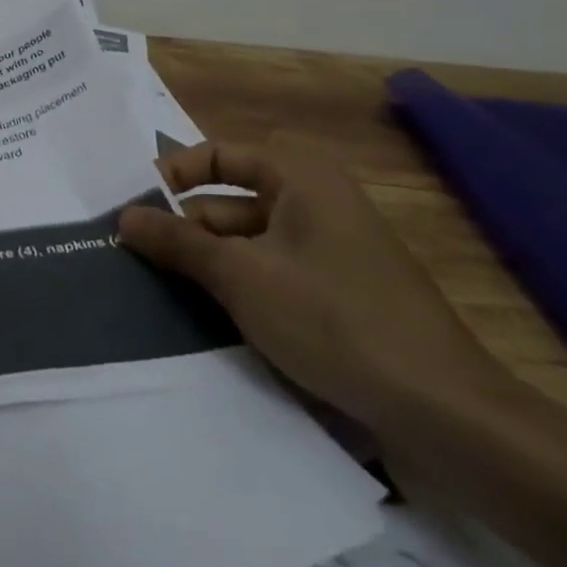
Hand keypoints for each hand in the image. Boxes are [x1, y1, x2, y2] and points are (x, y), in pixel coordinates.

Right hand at [117, 136, 508, 433]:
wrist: (443, 411)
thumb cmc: (333, 319)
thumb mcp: (241, 276)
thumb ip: (177, 242)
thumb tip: (122, 217)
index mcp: (300, 178)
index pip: (216, 155)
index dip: (171, 175)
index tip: (132, 208)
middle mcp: (315, 202)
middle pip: (228, 200)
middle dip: (182, 226)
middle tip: (132, 254)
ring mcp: (328, 249)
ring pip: (245, 241)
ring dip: (204, 260)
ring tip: (154, 286)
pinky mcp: (335, 291)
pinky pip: (269, 272)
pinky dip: (235, 285)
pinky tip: (202, 313)